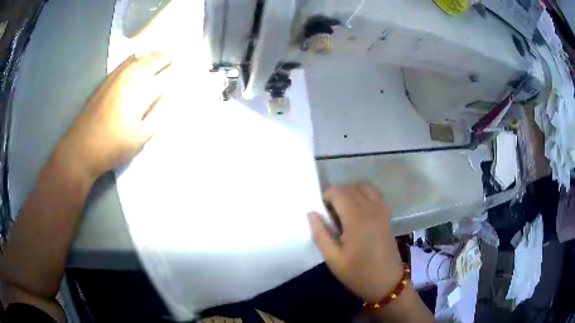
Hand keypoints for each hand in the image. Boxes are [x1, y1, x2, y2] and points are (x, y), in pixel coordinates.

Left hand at [62, 53, 171, 177]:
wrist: (83, 146)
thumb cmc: (113, 145)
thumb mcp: (140, 138)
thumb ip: (156, 117)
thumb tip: (166, 100)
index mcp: (142, 91)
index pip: (165, 75)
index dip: (174, 73)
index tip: (181, 72)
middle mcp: (131, 77)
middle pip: (153, 59)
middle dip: (165, 59)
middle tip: (173, 61)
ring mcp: (117, 75)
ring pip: (140, 57)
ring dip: (151, 56)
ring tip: (159, 58)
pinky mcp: (107, 79)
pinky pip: (126, 61)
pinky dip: (136, 58)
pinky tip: (137, 61)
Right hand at [309, 182, 402, 302]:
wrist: (386, 282)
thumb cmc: (358, 273)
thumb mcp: (333, 258)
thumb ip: (321, 234)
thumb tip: (312, 213)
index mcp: (357, 218)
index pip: (339, 192)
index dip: (326, 197)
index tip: (322, 213)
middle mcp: (371, 208)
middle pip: (350, 187)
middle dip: (337, 195)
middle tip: (330, 215)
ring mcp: (382, 209)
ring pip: (363, 186)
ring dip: (350, 193)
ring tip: (343, 212)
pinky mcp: (387, 214)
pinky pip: (374, 194)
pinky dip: (363, 195)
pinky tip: (358, 213)